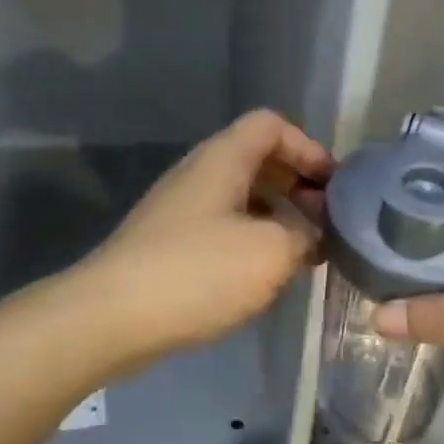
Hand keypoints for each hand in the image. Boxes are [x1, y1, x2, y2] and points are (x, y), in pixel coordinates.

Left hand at [76, 110, 332, 366]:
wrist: (110, 318)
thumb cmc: (198, 272)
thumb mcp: (272, 252)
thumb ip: (305, 234)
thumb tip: (311, 233)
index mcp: (223, 159)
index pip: (271, 125)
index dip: (308, 147)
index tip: (332, 187)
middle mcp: (198, 174)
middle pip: (257, 159)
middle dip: (297, 186)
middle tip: (324, 222)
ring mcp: (179, 209)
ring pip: (240, 197)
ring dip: (276, 217)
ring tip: (302, 252)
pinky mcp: (168, 244)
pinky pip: (222, 227)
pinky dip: (251, 240)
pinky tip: (264, 275)